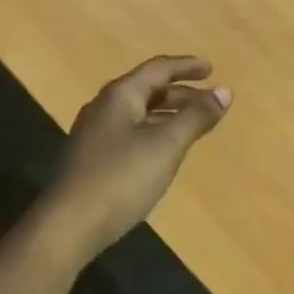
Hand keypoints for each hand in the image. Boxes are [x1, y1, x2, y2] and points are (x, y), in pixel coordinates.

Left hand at [43, 56, 231, 262]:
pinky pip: (131, 132)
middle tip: (209, 101)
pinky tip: (164, 151)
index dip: (187, 66)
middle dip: (181, 92)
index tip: (212, 69)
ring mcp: (95, 134)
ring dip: (168, 113)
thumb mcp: (166, 145)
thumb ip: (197, 117)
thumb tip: (225, 92)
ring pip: (139, 112)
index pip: (158, 69)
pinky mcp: (92, 159)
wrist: (67, 227)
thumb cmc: (121, 178)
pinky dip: (154, 131)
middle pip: (147, 89)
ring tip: (193, 125)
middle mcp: (105, 107)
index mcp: (120, 95)